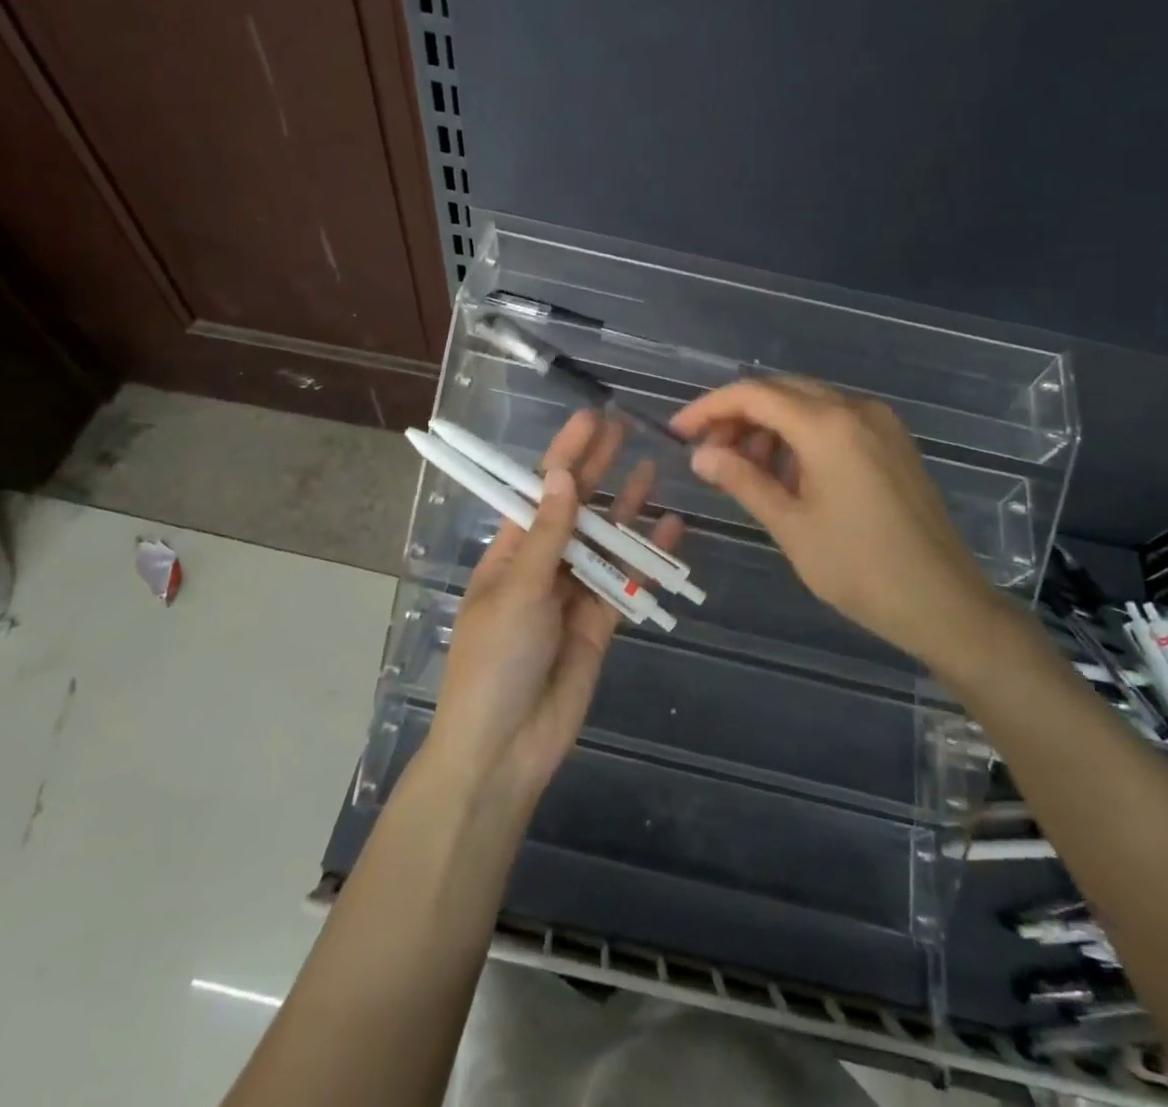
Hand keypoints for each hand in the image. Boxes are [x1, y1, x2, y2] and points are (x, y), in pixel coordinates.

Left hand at [425, 411, 683, 802]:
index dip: (564, 454)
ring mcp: (574, 593)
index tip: (589, 418)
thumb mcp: (518, 590)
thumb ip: (550, 535)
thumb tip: (565, 474)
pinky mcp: (602, 622)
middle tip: (625, 429)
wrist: (506, 748)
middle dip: (598, 470)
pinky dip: (648, 556)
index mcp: (510, 553)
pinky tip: (671, 527)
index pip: (541, 491)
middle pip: (576, 509)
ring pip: (607, 541)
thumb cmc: (496, 660)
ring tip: (653, 468)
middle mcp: (543, 566)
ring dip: (627, 507)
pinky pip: (628, 581)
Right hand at [671, 376, 1000, 665]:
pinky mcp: (893, 441)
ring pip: (809, 403)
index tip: (679, 432)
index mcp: (828, 426)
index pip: (754, 394)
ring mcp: (880, 422)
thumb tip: (700, 456)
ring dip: (770, 426)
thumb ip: (743, 481)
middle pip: (782, 391)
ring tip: (747, 470)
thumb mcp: (791, 525)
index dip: (710, 407)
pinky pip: (835, 420)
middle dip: (739, 416)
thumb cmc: (859, 568)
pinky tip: (788, 473)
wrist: (943, 601)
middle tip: (709, 454)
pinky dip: (801, 435)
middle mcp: (856, 408)